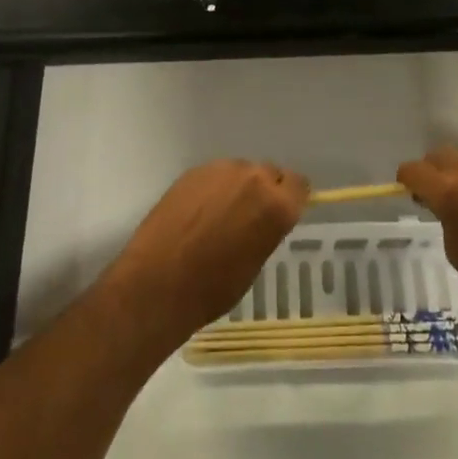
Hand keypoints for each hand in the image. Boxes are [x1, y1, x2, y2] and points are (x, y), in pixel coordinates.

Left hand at [104, 160, 308, 353]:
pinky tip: (198, 213)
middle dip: (264, 190)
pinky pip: (215, 174)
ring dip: (237, 187)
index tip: (282, 212)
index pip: (299, 185)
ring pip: (241, 171)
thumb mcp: (255, 262)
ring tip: (219, 215)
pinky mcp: (194, 171)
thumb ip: (267, 228)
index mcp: (276, 205)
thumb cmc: (213, 288)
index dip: (291, 198)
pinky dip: (213, 188)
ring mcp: (221, 170)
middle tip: (249, 216)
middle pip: (269, 173)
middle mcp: (253, 178)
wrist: (158, 283)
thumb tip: (262, 217)